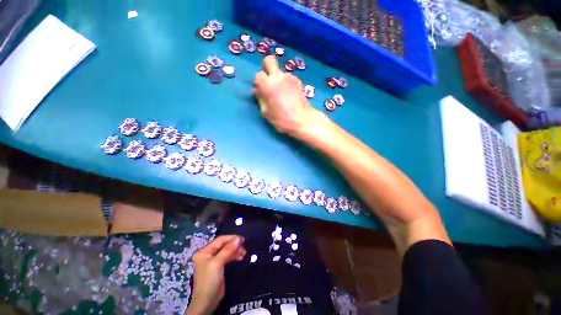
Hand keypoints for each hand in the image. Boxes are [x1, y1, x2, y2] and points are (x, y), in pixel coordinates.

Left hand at [187, 235, 245, 314]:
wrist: (206, 302)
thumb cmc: (209, 281)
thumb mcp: (217, 263)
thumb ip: (227, 250)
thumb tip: (238, 238)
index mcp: (204, 251)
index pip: (220, 240)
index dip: (231, 238)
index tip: (242, 239)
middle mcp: (208, 254)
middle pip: (224, 245)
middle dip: (234, 245)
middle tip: (244, 246)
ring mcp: (213, 261)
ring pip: (227, 251)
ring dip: (236, 250)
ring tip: (244, 252)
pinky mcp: (218, 267)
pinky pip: (227, 257)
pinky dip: (234, 256)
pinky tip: (241, 257)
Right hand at [254, 56, 324, 137]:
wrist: (302, 120)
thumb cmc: (282, 118)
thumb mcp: (266, 112)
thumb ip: (260, 98)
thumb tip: (257, 90)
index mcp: (268, 84)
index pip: (258, 75)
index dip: (258, 83)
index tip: (261, 91)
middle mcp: (278, 76)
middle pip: (269, 60)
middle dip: (266, 68)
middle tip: (268, 82)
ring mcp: (290, 77)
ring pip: (280, 71)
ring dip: (278, 78)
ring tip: (282, 93)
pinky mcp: (298, 81)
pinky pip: (288, 78)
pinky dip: (286, 83)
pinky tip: (289, 95)